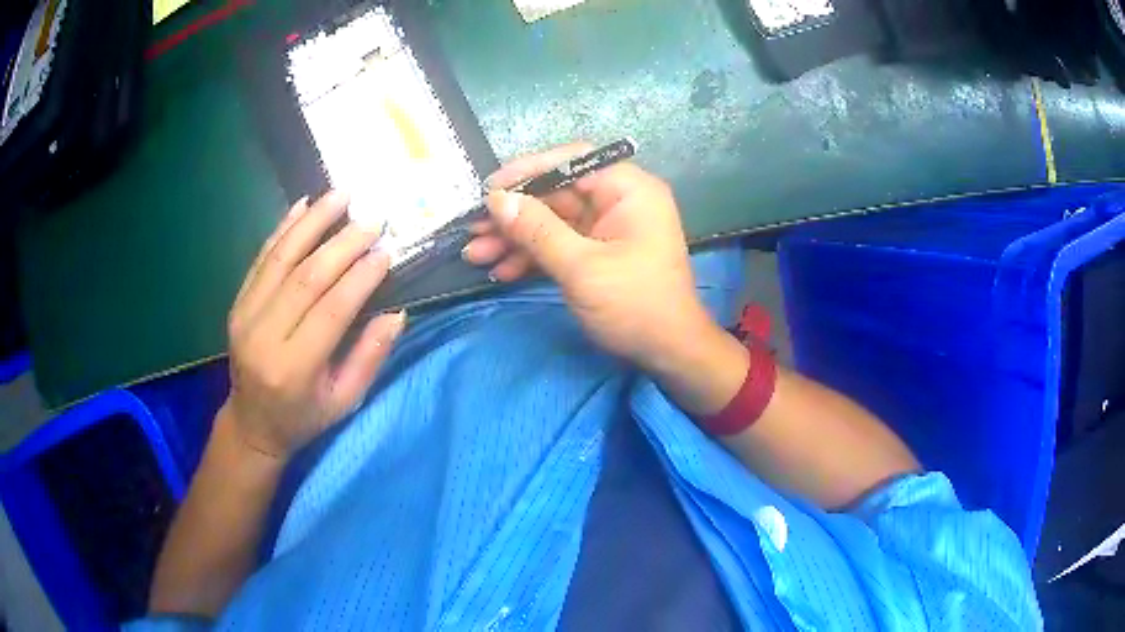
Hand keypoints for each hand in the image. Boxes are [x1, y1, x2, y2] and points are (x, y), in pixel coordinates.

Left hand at [223, 191, 405, 460]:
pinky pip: (262, 258)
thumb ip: (369, 357)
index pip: (331, 310)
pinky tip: (304, 204)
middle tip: (373, 219)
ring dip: (313, 221)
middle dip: (343, 243)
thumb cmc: (303, 417)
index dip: (360, 277)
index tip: (386, 251)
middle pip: (306, 277)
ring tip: (342, 194)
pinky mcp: (238, 302)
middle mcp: (264, 336)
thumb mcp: (344, 400)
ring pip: (281, 257)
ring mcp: (245, 315)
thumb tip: (397, 313)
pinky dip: (283, 228)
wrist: (252, 422)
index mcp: (293, 368)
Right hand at [462, 143, 714, 372]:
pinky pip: (558, 244)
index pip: (572, 162)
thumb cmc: (634, 305)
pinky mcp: (597, 252)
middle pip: (556, 193)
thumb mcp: (582, 267)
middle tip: (473, 228)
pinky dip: (531, 255)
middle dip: (513, 214)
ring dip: (515, 237)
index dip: (527, 170)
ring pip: (551, 221)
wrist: (668, 353)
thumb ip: (537, 230)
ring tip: (476, 255)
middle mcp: (618, 201)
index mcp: (628, 190)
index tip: (490, 188)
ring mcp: (606, 227)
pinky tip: (502, 270)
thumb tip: (497, 199)